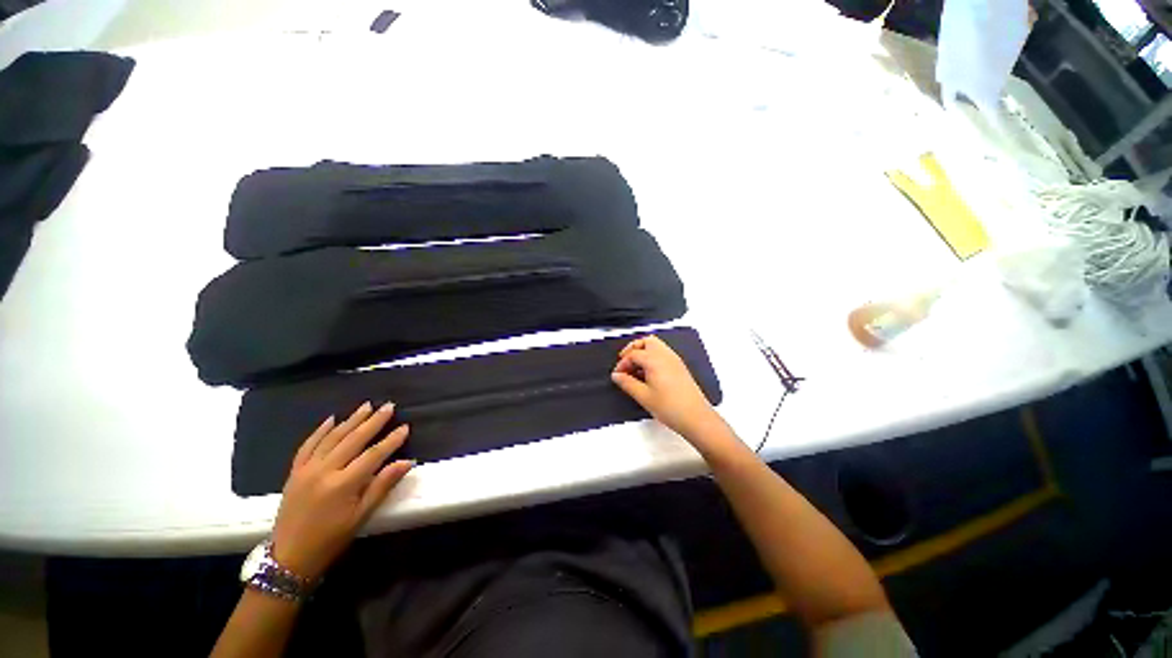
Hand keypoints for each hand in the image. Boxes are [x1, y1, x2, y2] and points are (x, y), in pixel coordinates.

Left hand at [271, 402, 412, 580]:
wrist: (289, 557)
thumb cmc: (331, 539)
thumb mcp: (361, 516)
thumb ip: (383, 485)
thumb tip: (406, 462)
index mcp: (343, 484)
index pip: (373, 454)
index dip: (391, 440)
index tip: (406, 427)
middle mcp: (324, 471)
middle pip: (353, 440)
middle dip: (373, 422)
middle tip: (389, 406)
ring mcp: (306, 470)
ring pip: (332, 438)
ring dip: (351, 420)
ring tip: (367, 405)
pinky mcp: (295, 472)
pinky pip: (308, 446)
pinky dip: (320, 431)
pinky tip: (331, 419)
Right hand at [611, 335, 726, 445]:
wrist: (695, 417)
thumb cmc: (671, 407)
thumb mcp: (643, 396)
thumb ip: (627, 383)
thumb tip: (617, 376)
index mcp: (655, 360)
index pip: (633, 354)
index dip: (623, 363)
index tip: (618, 375)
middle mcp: (666, 355)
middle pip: (646, 341)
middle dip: (633, 349)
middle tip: (625, 362)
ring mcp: (675, 360)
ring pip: (656, 346)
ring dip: (643, 352)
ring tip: (635, 369)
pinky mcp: (679, 367)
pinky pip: (663, 354)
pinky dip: (652, 358)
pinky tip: (648, 374)